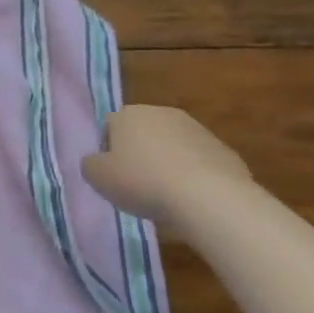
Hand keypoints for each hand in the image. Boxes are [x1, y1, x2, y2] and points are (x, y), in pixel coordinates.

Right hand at [81, 105, 251, 223]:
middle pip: (142, 133)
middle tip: (136, 186)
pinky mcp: (223, 149)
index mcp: (127, 114)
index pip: (109, 126)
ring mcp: (196, 129)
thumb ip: (90, 165)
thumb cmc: (143, 182)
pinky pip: (198, 162)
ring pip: (172, 146)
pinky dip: (193, 176)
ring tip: (166, 196)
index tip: (112, 176)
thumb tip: (96, 161)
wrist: (209, 197)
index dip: (107, 152)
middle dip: (138, 154)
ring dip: (167, 164)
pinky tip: (192, 199)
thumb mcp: (98, 178)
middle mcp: (161, 113)